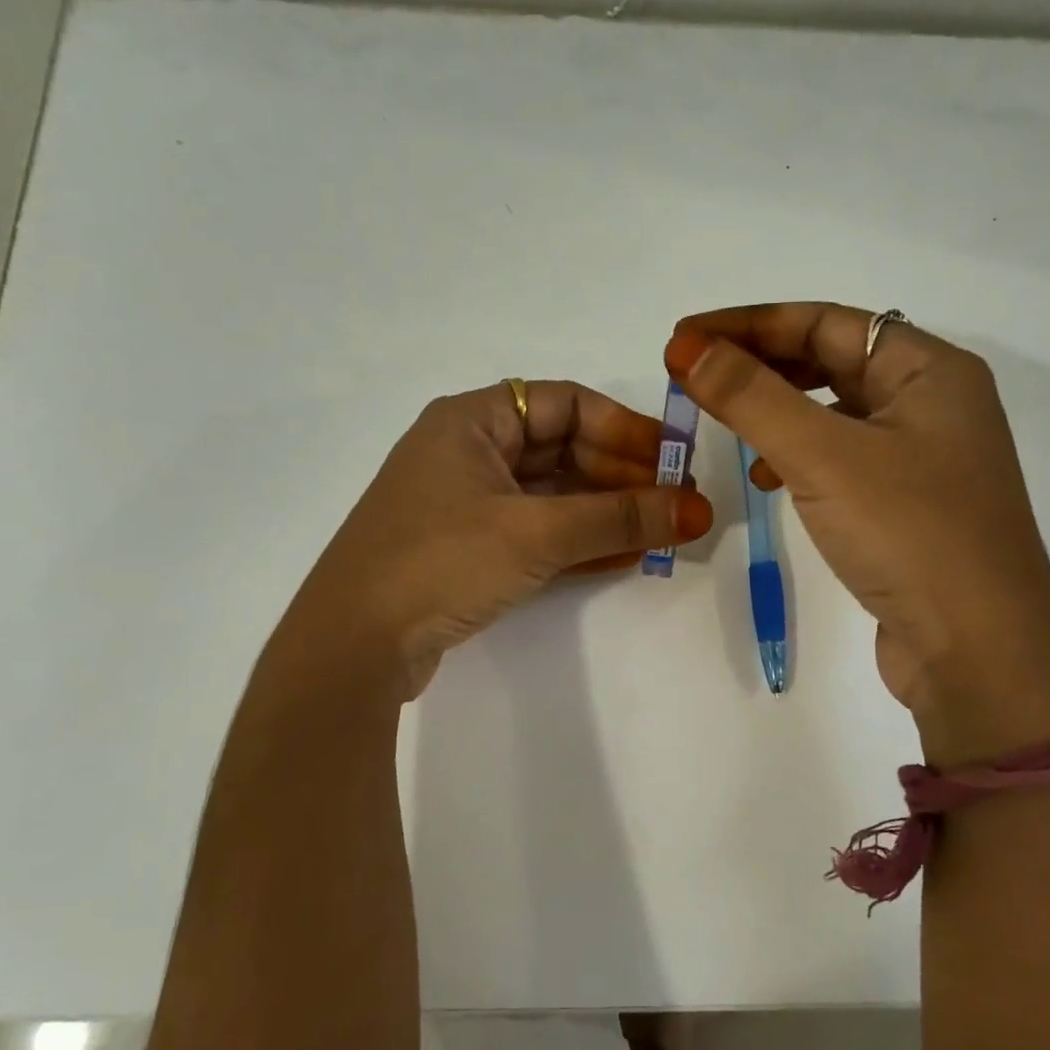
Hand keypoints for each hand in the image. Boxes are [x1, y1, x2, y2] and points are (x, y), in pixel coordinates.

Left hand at [288, 380, 714, 695]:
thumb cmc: (441, 562)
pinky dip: (576, 540)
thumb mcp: (536, 533)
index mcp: (471, 421)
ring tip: (660, 533)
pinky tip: (621, 557)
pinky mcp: (466, 549)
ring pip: (551, 494)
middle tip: (676, 505)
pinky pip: (534, 531)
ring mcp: (464, 503)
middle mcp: (466, 452)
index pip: (566, 403)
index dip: (625, 428)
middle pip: (561, 449)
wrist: (352, 645)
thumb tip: (697, 510)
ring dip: (604, 512)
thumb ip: (618, 518)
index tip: (673, 461)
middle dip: (621, 476)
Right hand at [664, 304, 1049, 759]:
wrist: (979, 652)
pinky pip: (842, 458)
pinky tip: (769, 480)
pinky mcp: (908, 505)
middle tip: (695, 377)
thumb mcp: (822, 456)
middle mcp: (933, 403)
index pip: (824, 322)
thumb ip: (751, 396)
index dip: (747, 325)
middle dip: (759, 365)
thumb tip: (687, 349)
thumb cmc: (909, 534)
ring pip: (834, 412)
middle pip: (831, 361)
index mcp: (930, 370)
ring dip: (776, 411)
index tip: (682, 342)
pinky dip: (799, 457)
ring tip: (726, 425)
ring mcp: (924, 457)